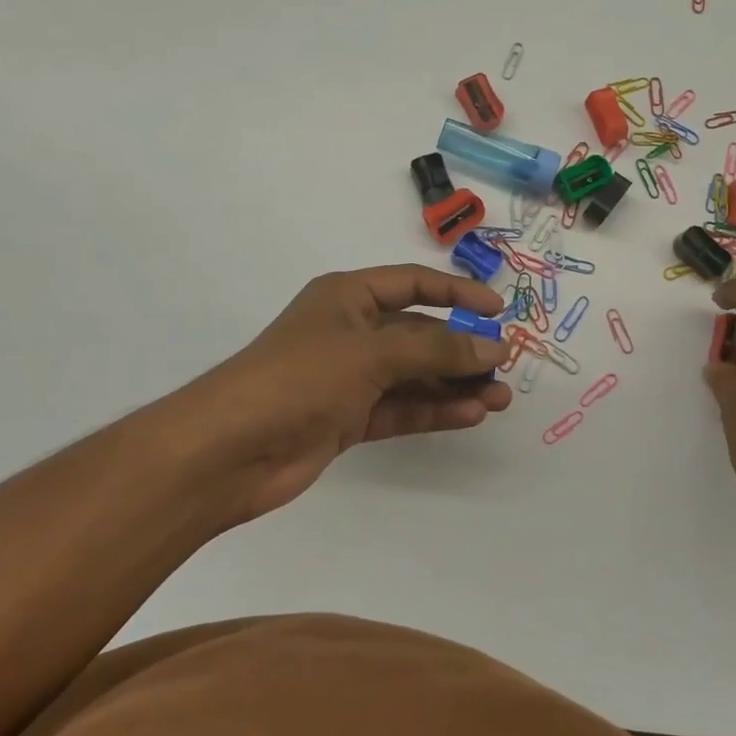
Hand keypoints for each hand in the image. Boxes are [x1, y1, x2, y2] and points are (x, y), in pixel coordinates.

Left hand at [177, 265, 512, 528]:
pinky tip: (470, 415)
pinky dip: (435, 410)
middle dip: (462, 348)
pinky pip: (402, 408)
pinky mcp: (349, 418)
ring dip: (456, 384)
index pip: (413, 284)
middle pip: (419, 333)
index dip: (456, 293)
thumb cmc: (300, 377)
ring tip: (500, 398)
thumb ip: (437, 348)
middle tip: (505, 366)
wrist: (229, 451)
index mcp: (348, 297)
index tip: (496, 311)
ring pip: (415, 375)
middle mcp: (351, 332)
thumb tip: (495, 346)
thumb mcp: (373, 352)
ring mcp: (350, 378)